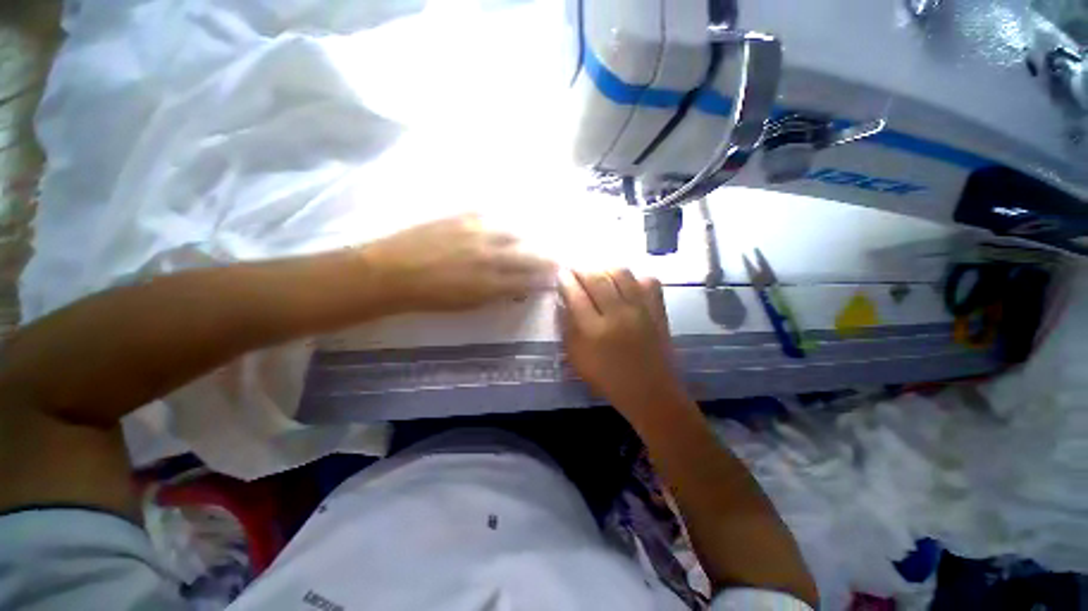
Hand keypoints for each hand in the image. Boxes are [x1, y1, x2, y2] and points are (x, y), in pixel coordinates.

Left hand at [361, 214, 555, 311]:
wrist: (392, 272)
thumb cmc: (431, 297)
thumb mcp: (469, 304)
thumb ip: (497, 294)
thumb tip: (517, 287)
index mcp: (491, 282)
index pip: (529, 279)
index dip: (545, 278)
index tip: (554, 276)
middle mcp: (491, 255)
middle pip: (529, 254)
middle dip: (546, 257)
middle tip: (554, 258)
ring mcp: (479, 232)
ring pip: (516, 232)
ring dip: (530, 238)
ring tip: (535, 239)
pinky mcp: (465, 216)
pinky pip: (495, 216)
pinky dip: (506, 222)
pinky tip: (510, 224)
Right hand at [558, 269, 689, 421]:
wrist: (649, 391)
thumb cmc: (608, 379)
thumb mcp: (577, 359)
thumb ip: (567, 328)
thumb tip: (562, 302)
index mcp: (594, 330)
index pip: (576, 294)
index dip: (566, 280)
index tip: (561, 273)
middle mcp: (618, 314)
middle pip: (596, 278)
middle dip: (582, 269)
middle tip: (576, 269)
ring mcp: (641, 309)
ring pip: (621, 274)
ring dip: (605, 269)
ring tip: (599, 273)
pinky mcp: (658, 310)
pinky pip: (648, 281)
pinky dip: (636, 279)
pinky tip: (627, 286)